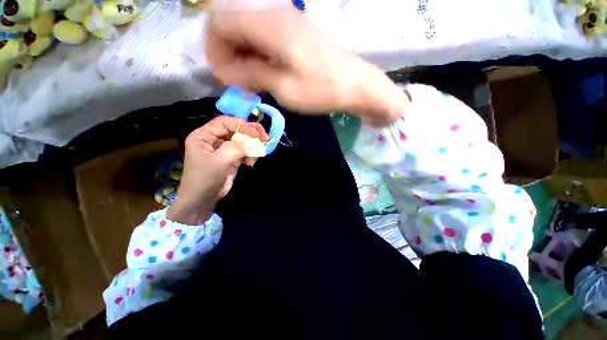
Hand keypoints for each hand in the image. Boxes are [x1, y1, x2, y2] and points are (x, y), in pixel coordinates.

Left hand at [167, 116, 268, 224]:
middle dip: (251, 133)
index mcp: (204, 135)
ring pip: (242, 140)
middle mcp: (213, 139)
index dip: (242, 125)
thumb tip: (250, 143)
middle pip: (235, 129)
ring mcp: (223, 149)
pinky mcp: (231, 157)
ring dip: (252, 146)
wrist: (202, 199)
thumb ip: (235, 148)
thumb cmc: (205, 179)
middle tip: (265, 138)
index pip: (225, 122)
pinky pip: (244, 151)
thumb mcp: (219, 161)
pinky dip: (250, 155)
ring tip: (258, 153)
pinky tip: (251, 163)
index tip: (257, 134)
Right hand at [205, 6, 409, 125]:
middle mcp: (274, 15)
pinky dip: (259, 57)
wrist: (355, 85)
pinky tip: (266, 75)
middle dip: (228, 54)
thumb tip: (226, 71)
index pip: (219, 21)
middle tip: (238, 84)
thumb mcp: (282, 87)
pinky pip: (266, 41)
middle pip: (234, 25)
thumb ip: (250, 74)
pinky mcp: (296, 35)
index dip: (214, 49)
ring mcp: (287, 23)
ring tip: (252, 83)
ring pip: (250, 34)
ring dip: (244, 58)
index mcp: (268, 24)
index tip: (223, 75)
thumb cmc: (320, 89)